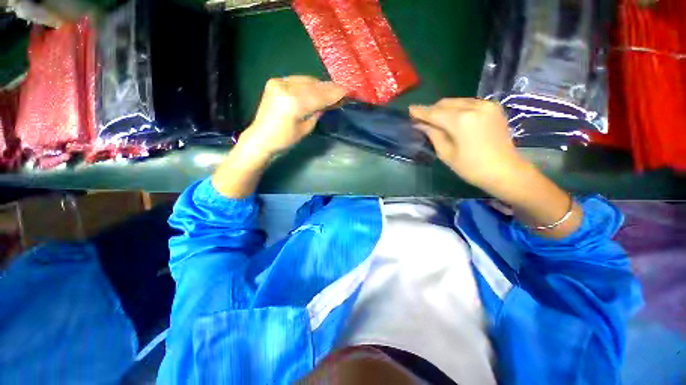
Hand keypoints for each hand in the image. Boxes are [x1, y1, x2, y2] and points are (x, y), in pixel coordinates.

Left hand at [236, 76, 347, 162]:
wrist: (261, 137)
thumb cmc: (285, 140)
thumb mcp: (305, 128)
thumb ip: (317, 112)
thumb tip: (330, 102)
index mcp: (293, 104)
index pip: (319, 96)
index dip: (334, 93)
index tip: (347, 91)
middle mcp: (285, 88)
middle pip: (313, 85)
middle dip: (329, 88)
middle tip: (342, 90)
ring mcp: (279, 82)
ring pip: (306, 80)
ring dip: (320, 85)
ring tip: (331, 90)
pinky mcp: (275, 82)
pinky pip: (297, 80)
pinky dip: (308, 84)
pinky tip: (316, 88)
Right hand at [411, 99, 581, 237]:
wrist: (505, 171)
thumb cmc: (471, 167)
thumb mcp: (446, 153)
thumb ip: (433, 134)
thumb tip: (420, 124)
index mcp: (461, 120)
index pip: (434, 113)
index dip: (420, 112)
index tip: (409, 110)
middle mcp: (474, 107)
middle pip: (445, 103)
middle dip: (431, 110)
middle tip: (421, 119)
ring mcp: (486, 105)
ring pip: (457, 101)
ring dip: (443, 109)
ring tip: (435, 120)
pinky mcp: (493, 108)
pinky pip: (468, 103)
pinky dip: (457, 109)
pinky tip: (452, 119)